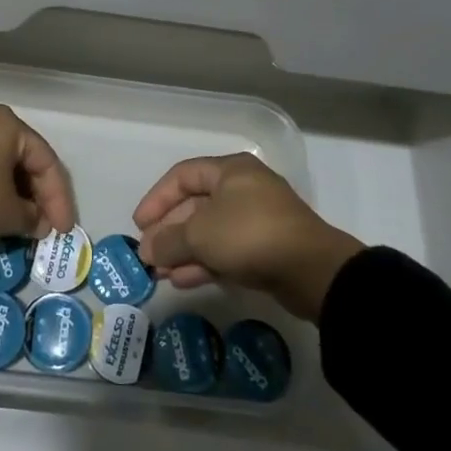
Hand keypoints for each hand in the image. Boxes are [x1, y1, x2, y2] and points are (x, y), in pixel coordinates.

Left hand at [0, 103, 76, 247]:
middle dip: (34, 193)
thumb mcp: (7, 214)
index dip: (59, 200)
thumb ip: (32, 217)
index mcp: (8, 123)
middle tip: (42, 224)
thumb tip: (37, 222)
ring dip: (9, 189)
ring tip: (17, 219)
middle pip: (20, 156)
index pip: (46, 162)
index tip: (61, 231)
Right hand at [134, 153, 363, 321]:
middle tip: (148, 255)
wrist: (311, 270)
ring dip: (183, 251)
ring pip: (209, 231)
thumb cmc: (249, 235)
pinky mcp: (265, 248)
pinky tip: (182, 280)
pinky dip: (203, 262)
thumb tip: (147, 250)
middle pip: (195, 205)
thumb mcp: (199, 235)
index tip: (139, 225)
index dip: (156, 199)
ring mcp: (256, 220)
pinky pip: (226, 250)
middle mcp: (243, 189)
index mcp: (230, 170)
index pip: (182, 176)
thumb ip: (168, 240)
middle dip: (169, 231)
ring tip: (160, 273)